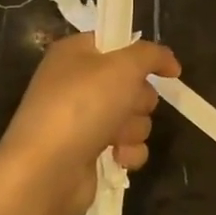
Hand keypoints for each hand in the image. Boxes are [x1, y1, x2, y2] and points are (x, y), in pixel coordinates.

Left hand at [0, 34, 181, 214]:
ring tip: (116, 138)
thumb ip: (151, 54)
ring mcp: (82, 120)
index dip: (143, 55)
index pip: (118, 42)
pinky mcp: (89, 152)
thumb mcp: (123, 66)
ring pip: (134, 116)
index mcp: (76, 54)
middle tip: (127, 106)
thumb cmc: (82, 106)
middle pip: (132, 83)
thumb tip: (169, 61)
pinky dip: (128, 151)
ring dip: (133, 128)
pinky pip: (127, 145)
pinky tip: (118, 157)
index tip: (166, 69)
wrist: (46, 171)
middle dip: (139, 99)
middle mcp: (77, 83)